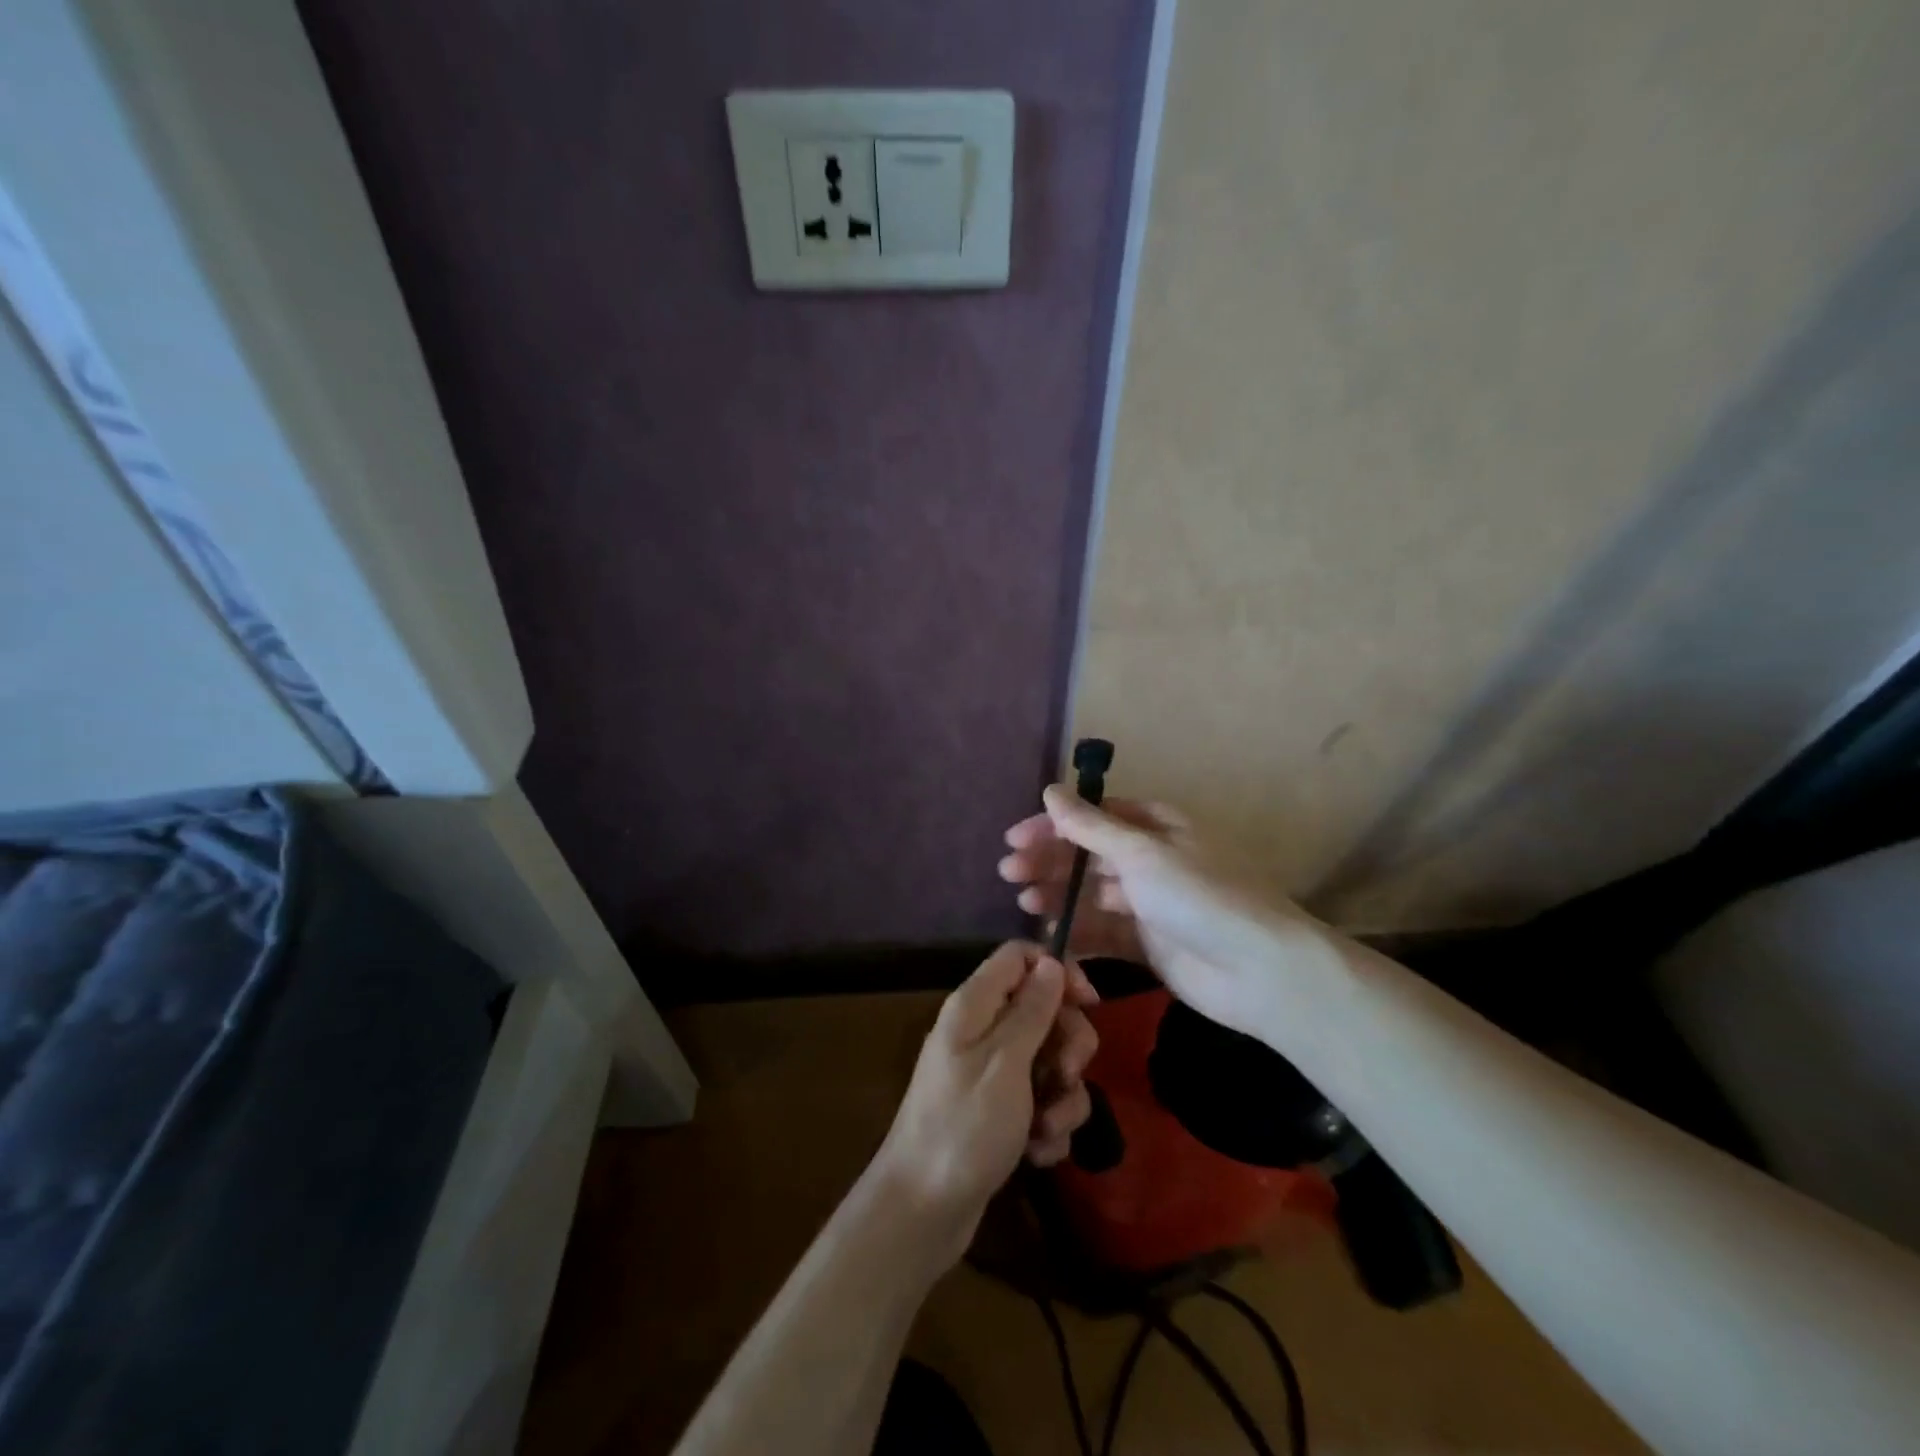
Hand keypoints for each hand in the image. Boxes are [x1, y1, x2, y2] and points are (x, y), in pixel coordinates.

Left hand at [873, 942, 1097, 1261]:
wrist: (922, 1212)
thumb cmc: (963, 1128)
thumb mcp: (1005, 1063)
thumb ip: (1032, 1010)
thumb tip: (1051, 961)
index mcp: (974, 1006)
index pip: (1020, 957)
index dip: (1058, 970)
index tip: (1089, 1002)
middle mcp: (982, 1031)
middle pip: (1043, 1010)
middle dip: (1068, 1044)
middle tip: (1067, 1075)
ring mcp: (991, 1074)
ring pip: (1049, 1061)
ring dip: (1061, 1097)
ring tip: (1046, 1129)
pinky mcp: (1000, 1112)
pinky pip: (1041, 1101)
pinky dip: (1047, 1126)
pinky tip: (1038, 1153)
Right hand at [1000, 787, 1331, 1039]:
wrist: (1259, 971)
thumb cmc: (1199, 896)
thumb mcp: (1142, 853)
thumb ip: (1091, 827)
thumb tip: (1050, 791)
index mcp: (1156, 828)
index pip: (1093, 818)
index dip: (1053, 826)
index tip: (1014, 839)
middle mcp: (1151, 861)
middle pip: (1088, 856)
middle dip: (1049, 862)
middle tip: (1009, 873)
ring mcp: (1149, 905)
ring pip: (1091, 894)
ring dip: (1057, 895)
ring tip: (1024, 903)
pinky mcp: (1147, 945)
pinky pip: (1103, 933)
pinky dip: (1076, 932)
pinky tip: (1050, 934)